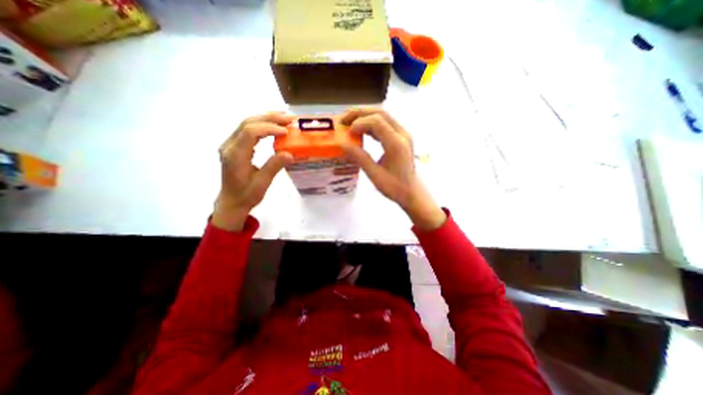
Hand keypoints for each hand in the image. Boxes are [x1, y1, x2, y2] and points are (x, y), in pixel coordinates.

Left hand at [211, 112, 294, 230]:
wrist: (231, 201)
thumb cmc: (246, 195)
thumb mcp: (262, 183)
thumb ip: (274, 166)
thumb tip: (290, 153)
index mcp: (235, 155)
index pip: (250, 132)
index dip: (269, 128)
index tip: (286, 131)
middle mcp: (229, 146)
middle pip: (247, 123)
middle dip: (269, 118)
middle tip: (289, 118)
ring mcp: (230, 145)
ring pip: (247, 123)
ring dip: (266, 118)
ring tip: (284, 118)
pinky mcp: (235, 146)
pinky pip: (247, 129)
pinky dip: (262, 125)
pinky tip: (273, 126)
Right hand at [340, 109, 443, 229]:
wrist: (412, 192)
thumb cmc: (394, 187)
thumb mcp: (375, 175)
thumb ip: (360, 158)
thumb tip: (342, 144)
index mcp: (396, 144)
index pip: (377, 122)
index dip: (359, 123)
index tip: (347, 133)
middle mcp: (402, 134)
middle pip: (380, 113)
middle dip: (359, 113)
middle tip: (343, 120)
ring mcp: (403, 134)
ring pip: (383, 116)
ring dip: (365, 116)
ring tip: (349, 122)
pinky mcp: (401, 138)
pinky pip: (385, 124)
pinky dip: (371, 124)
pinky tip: (361, 131)